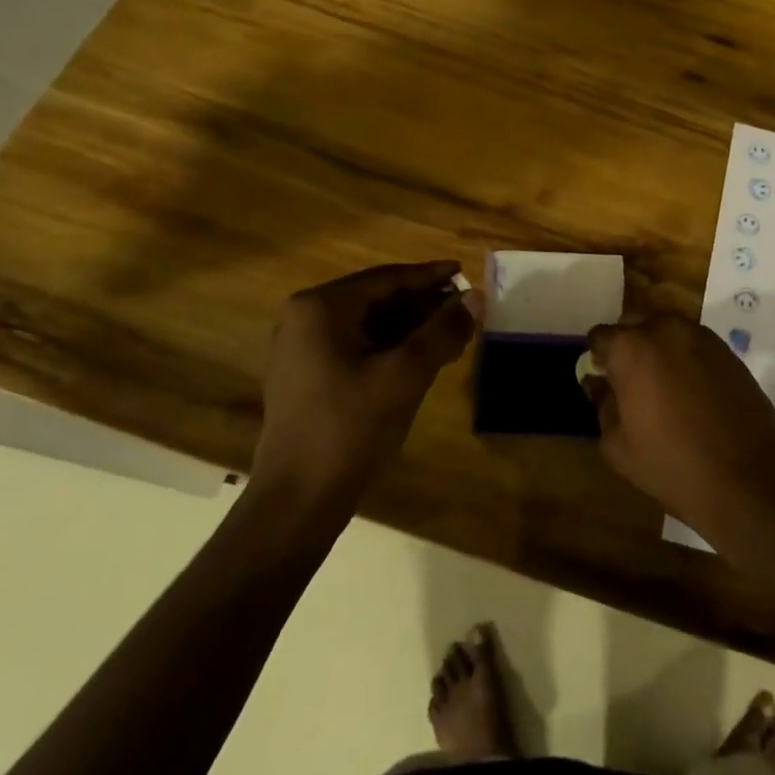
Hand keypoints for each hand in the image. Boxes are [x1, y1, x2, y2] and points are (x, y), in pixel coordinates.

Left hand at [251, 261, 482, 504]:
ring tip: (451, 335)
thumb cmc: (350, 428)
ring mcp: (301, 349)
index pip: (387, 279)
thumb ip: (443, 331)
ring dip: (410, 328)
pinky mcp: (305, 376)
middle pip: (377, 299)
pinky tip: (421, 359)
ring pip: (368, 325)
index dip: (430, 276)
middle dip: (422, 305)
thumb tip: (476, 297)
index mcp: (321, 307)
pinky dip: (390, 347)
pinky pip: (355, 347)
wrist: (297, 501)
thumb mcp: (406, 375)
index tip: (464, 272)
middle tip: (464, 310)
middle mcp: (305, 318)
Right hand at [584, 315, 774, 539]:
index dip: (598, 358)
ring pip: (666, 329)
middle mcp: (665, 329)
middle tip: (630, 383)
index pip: (600, 336)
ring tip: (663, 387)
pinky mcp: (727, 350)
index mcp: (632, 348)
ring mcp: (701, 336)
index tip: (603, 381)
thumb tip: (598, 383)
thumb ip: (602, 405)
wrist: (748, 479)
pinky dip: (685, 357)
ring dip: (658, 348)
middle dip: (627, 346)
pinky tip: (691, 391)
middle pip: (634, 323)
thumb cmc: (673, 466)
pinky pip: (693, 343)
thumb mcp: (619, 447)